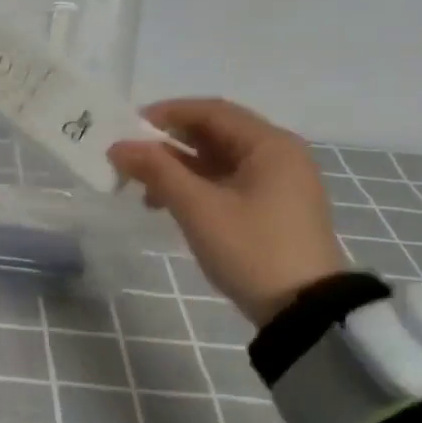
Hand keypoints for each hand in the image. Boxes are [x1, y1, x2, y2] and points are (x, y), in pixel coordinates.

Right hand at [107, 98, 347, 324]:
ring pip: (217, 161)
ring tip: (143, 190)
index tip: (127, 129)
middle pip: (214, 134)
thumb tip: (118, 147)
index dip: (166, 114)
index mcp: (269, 144)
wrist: (303, 311)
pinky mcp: (272, 209)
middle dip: (168, 144)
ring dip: (178, 169)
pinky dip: (195, 187)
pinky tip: (168, 205)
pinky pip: (226, 183)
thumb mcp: (199, 208)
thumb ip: (157, 171)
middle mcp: (278, 155)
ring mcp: (277, 183)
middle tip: (129, 160)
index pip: (211, 111)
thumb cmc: (251, 249)